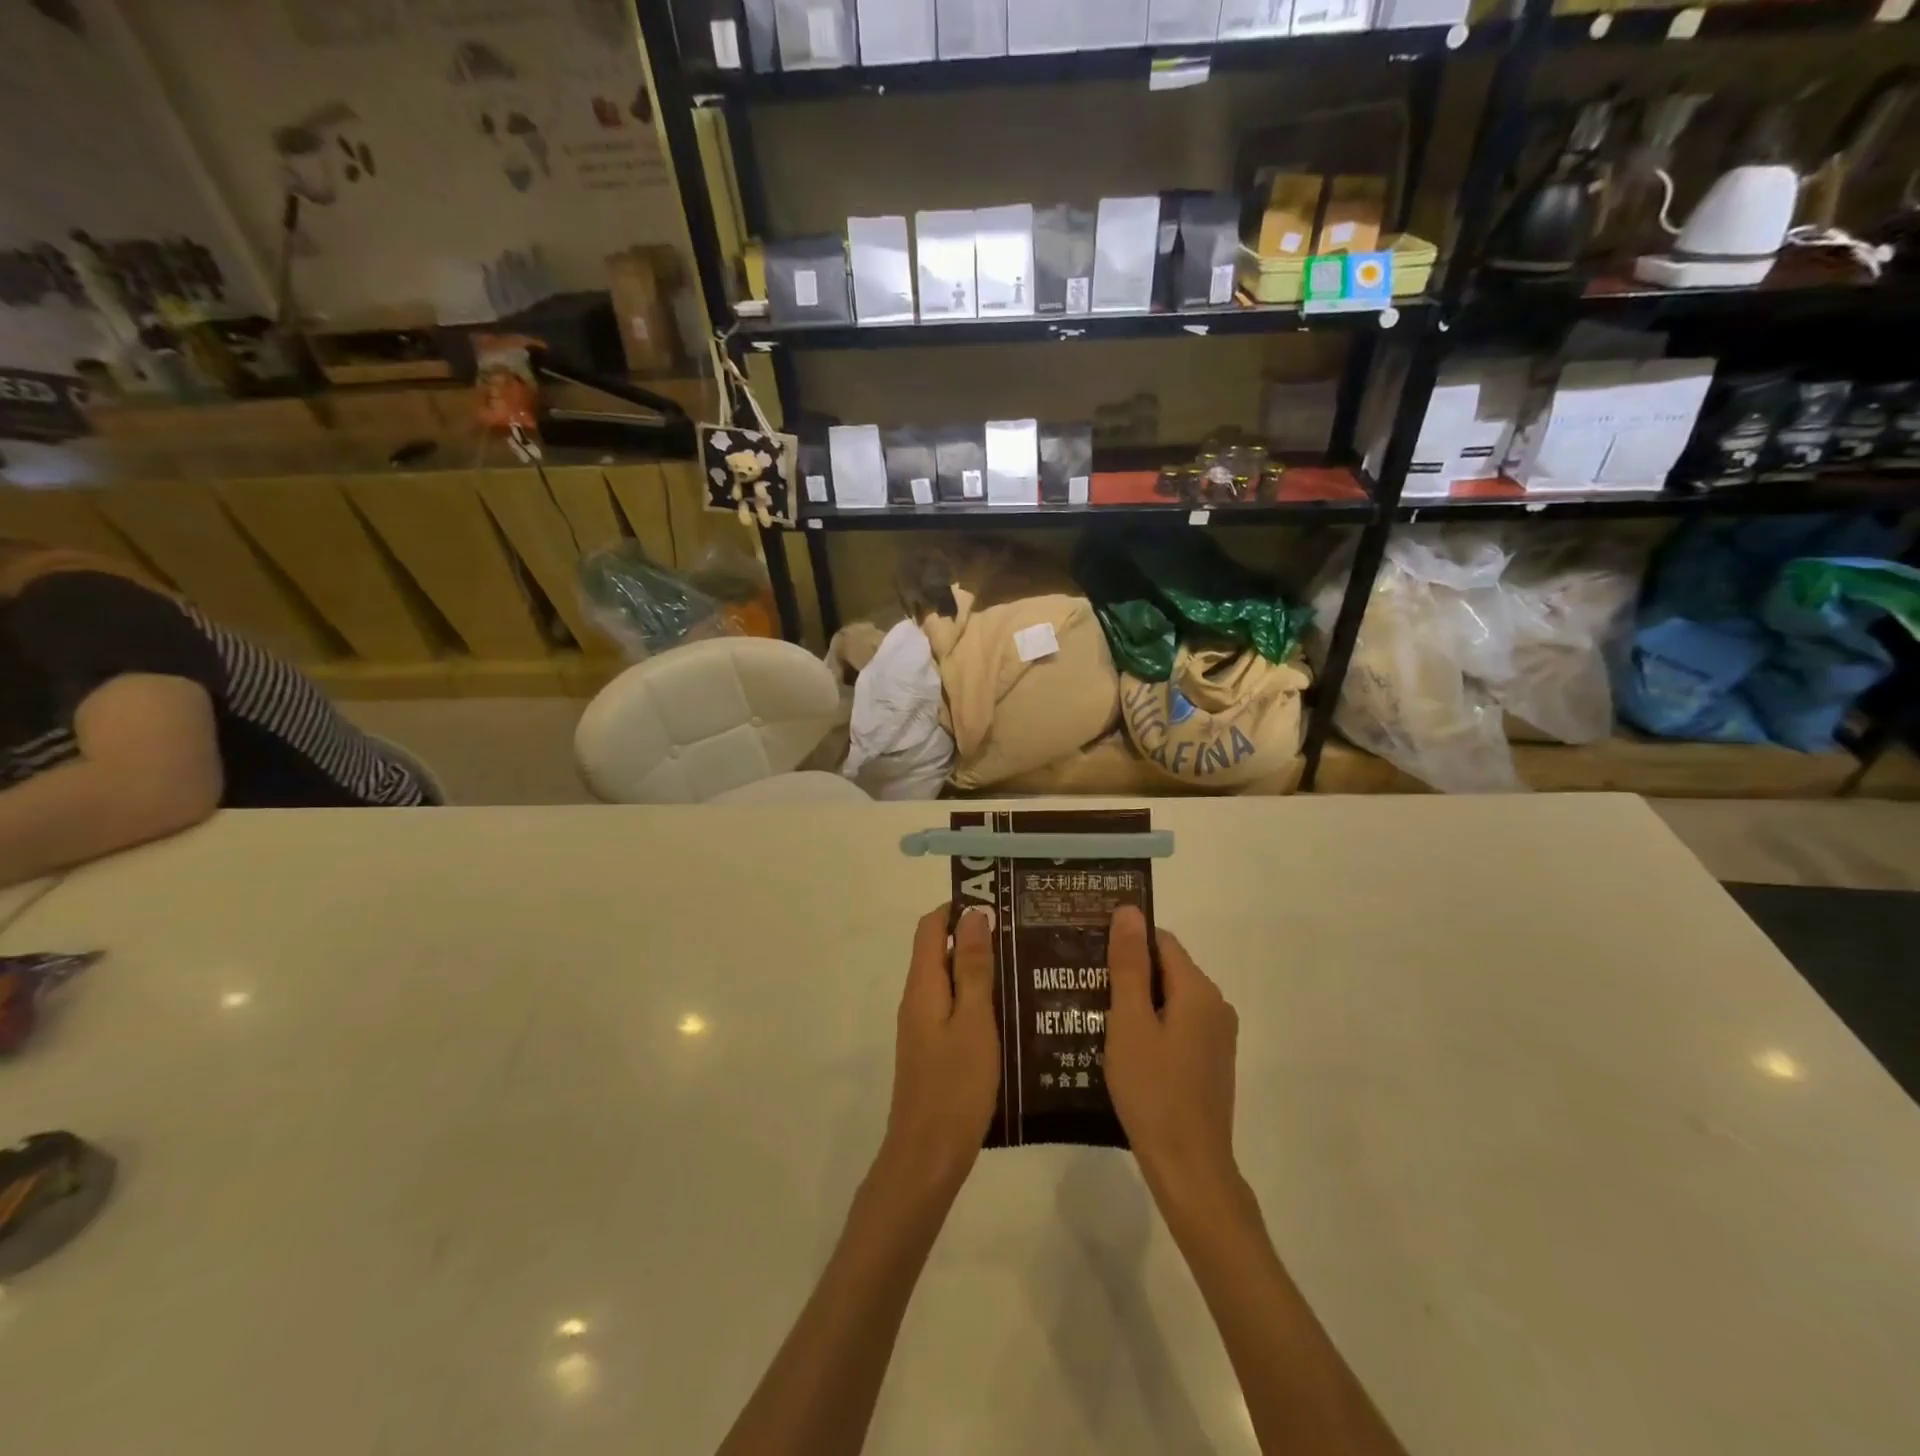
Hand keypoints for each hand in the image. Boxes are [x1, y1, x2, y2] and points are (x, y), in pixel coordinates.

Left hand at [876, 904, 999, 1203]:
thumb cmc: (955, 1086)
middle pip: (940, 950)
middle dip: (976, 936)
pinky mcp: (933, 1048)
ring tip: (1025, 965)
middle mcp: (917, 998)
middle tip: (1022, 933)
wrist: (927, 1157)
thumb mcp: (973, 1022)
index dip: (959, 908)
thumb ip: (973, 969)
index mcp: (923, 985)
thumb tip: (973, 914)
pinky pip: (953, 1007)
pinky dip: (977, 998)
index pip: (931, 926)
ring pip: (950, 980)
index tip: (998, 904)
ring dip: (980, 968)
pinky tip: (1011, 1010)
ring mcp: (923, 1025)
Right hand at [1105, 907, 1240, 1201]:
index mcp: (1198, 990)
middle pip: (1167, 969)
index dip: (1126, 943)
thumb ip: (1128, 965)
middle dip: (1129, 973)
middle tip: (1086, 987)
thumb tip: (1129, 910)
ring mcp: (1217, 1036)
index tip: (1090, 956)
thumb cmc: (1153, 1090)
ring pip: (1171, 999)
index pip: (1160, 941)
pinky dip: (1152, 1025)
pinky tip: (1123, 1047)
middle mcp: (1216, 1005)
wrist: (1189, 1167)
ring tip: (1097, 1015)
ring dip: (1138, 1002)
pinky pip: (1178, 1025)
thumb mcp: (1130, 1022)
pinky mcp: (1211, 1061)